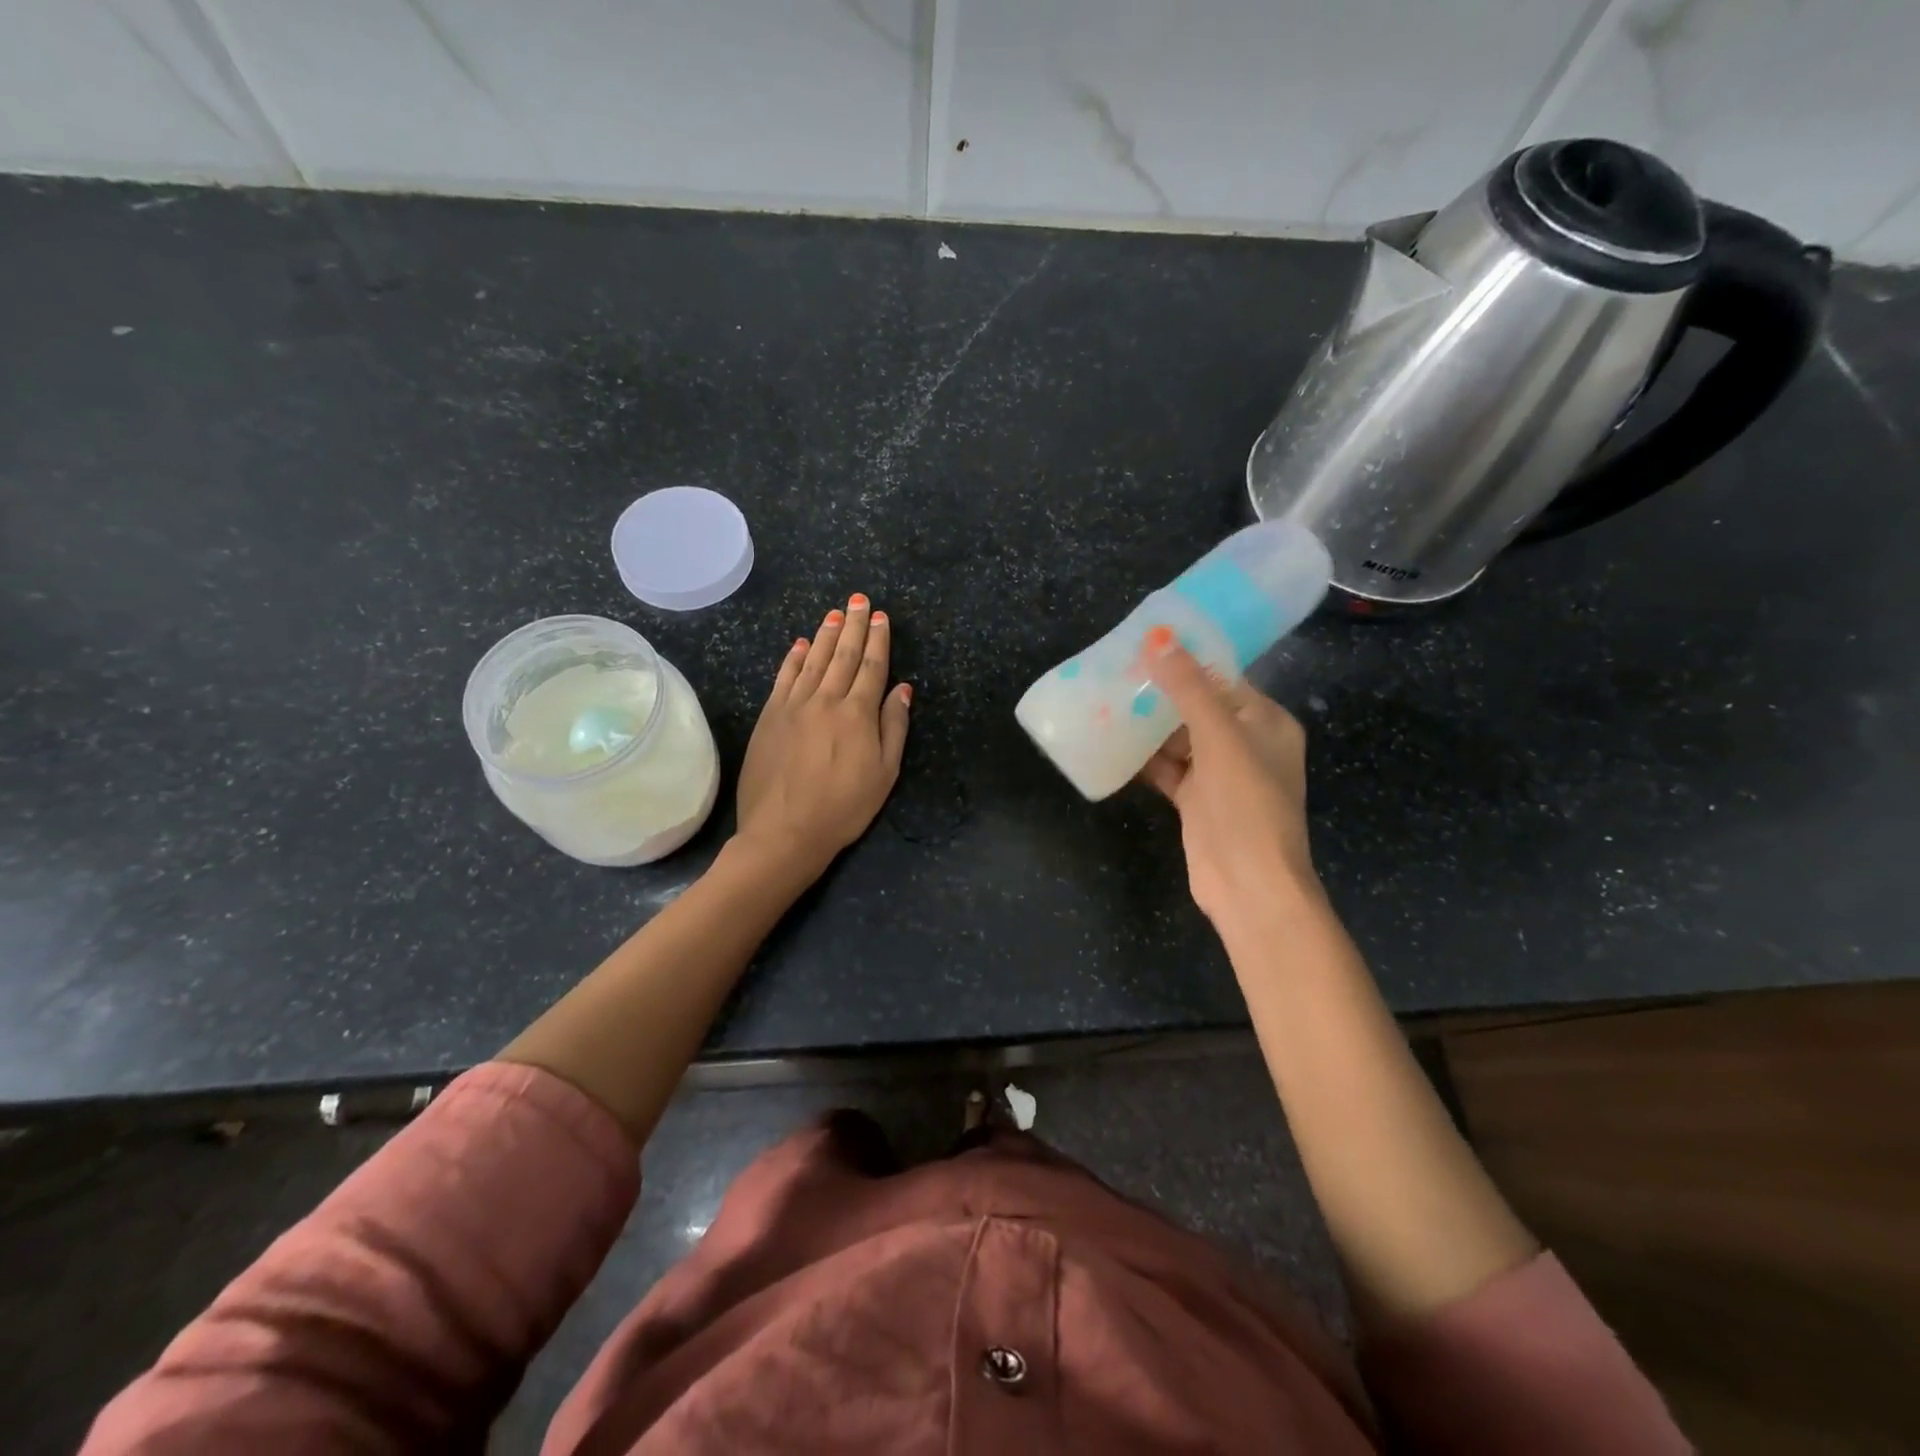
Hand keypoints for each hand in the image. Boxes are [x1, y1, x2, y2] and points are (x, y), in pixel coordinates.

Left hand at [734, 593, 910, 881]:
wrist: (784, 831)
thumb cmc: (843, 808)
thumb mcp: (884, 774)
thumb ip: (893, 728)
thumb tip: (902, 689)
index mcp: (858, 714)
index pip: (872, 667)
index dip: (879, 640)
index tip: (881, 617)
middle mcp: (826, 700)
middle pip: (843, 656)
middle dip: (854, 625)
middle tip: (859, 600)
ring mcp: (794, 706)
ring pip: (814, 660)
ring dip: (827, 634)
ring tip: (836, 613)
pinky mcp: (770, 716)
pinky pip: (784, 677)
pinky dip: (794, 657)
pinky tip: (801, 643)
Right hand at [1138, 636, 1318, 925]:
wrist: (1249, 885)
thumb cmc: (1246, 804)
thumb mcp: (1220, 737)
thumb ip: (1189, 688)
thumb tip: (1159, 637)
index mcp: (1266, 722)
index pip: (1224, 679)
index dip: (1188, 660)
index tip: (1146, 643)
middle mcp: (1246, 744)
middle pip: (1198, 708)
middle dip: (1160, 693)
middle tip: (1116, 671)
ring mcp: (1220, 776)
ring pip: (1179, 740)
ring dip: (1148, 726)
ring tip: (1106, 701)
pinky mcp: (1197, 802)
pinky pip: (1168, 770)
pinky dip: (1145, 760)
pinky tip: (1111, 744)